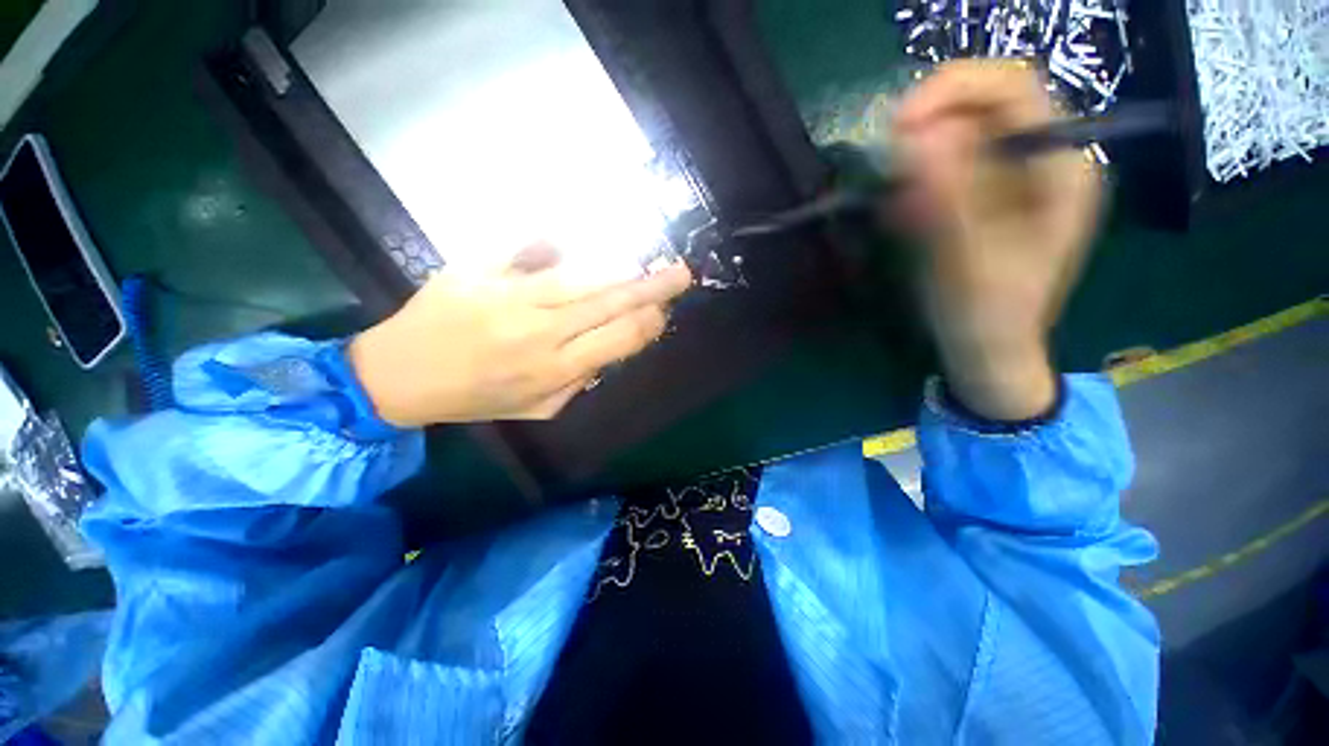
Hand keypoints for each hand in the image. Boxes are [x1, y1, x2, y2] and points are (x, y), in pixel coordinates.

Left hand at [348, 248, 692, 426]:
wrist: (398, 375)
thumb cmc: (474, 398)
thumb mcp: (536, 409)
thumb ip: (577, 382)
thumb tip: (607, 350)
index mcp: (554, 369)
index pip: (619, 339)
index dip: (648, 323)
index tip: (663, 313)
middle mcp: (540, 331)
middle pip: (610, 303)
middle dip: (652, 288)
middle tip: (681, 273)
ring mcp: (509, 296)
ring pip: (581, 275)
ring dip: (620, 267)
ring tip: (645, 261)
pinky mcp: (480, 269)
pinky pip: (531, 246)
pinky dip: (562, 243)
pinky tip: (583, 243)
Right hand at [893, 60, 1102, 420]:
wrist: (988, 351)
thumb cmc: (987, 316)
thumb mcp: (966, 260)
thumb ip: (948, 199)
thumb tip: (916, 137)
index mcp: (1060, 169)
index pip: (1013, 88)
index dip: (953, 91)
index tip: (897, 126)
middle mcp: (1042, 161)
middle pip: (984, 106)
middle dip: (929, 125)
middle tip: (887, 165)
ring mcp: (1013, 178)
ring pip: (959, 136)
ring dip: (917, 161)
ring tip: (899, 208)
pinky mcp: (985, 197)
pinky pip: (946, 168)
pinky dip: (917, 183)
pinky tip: (905, 217)